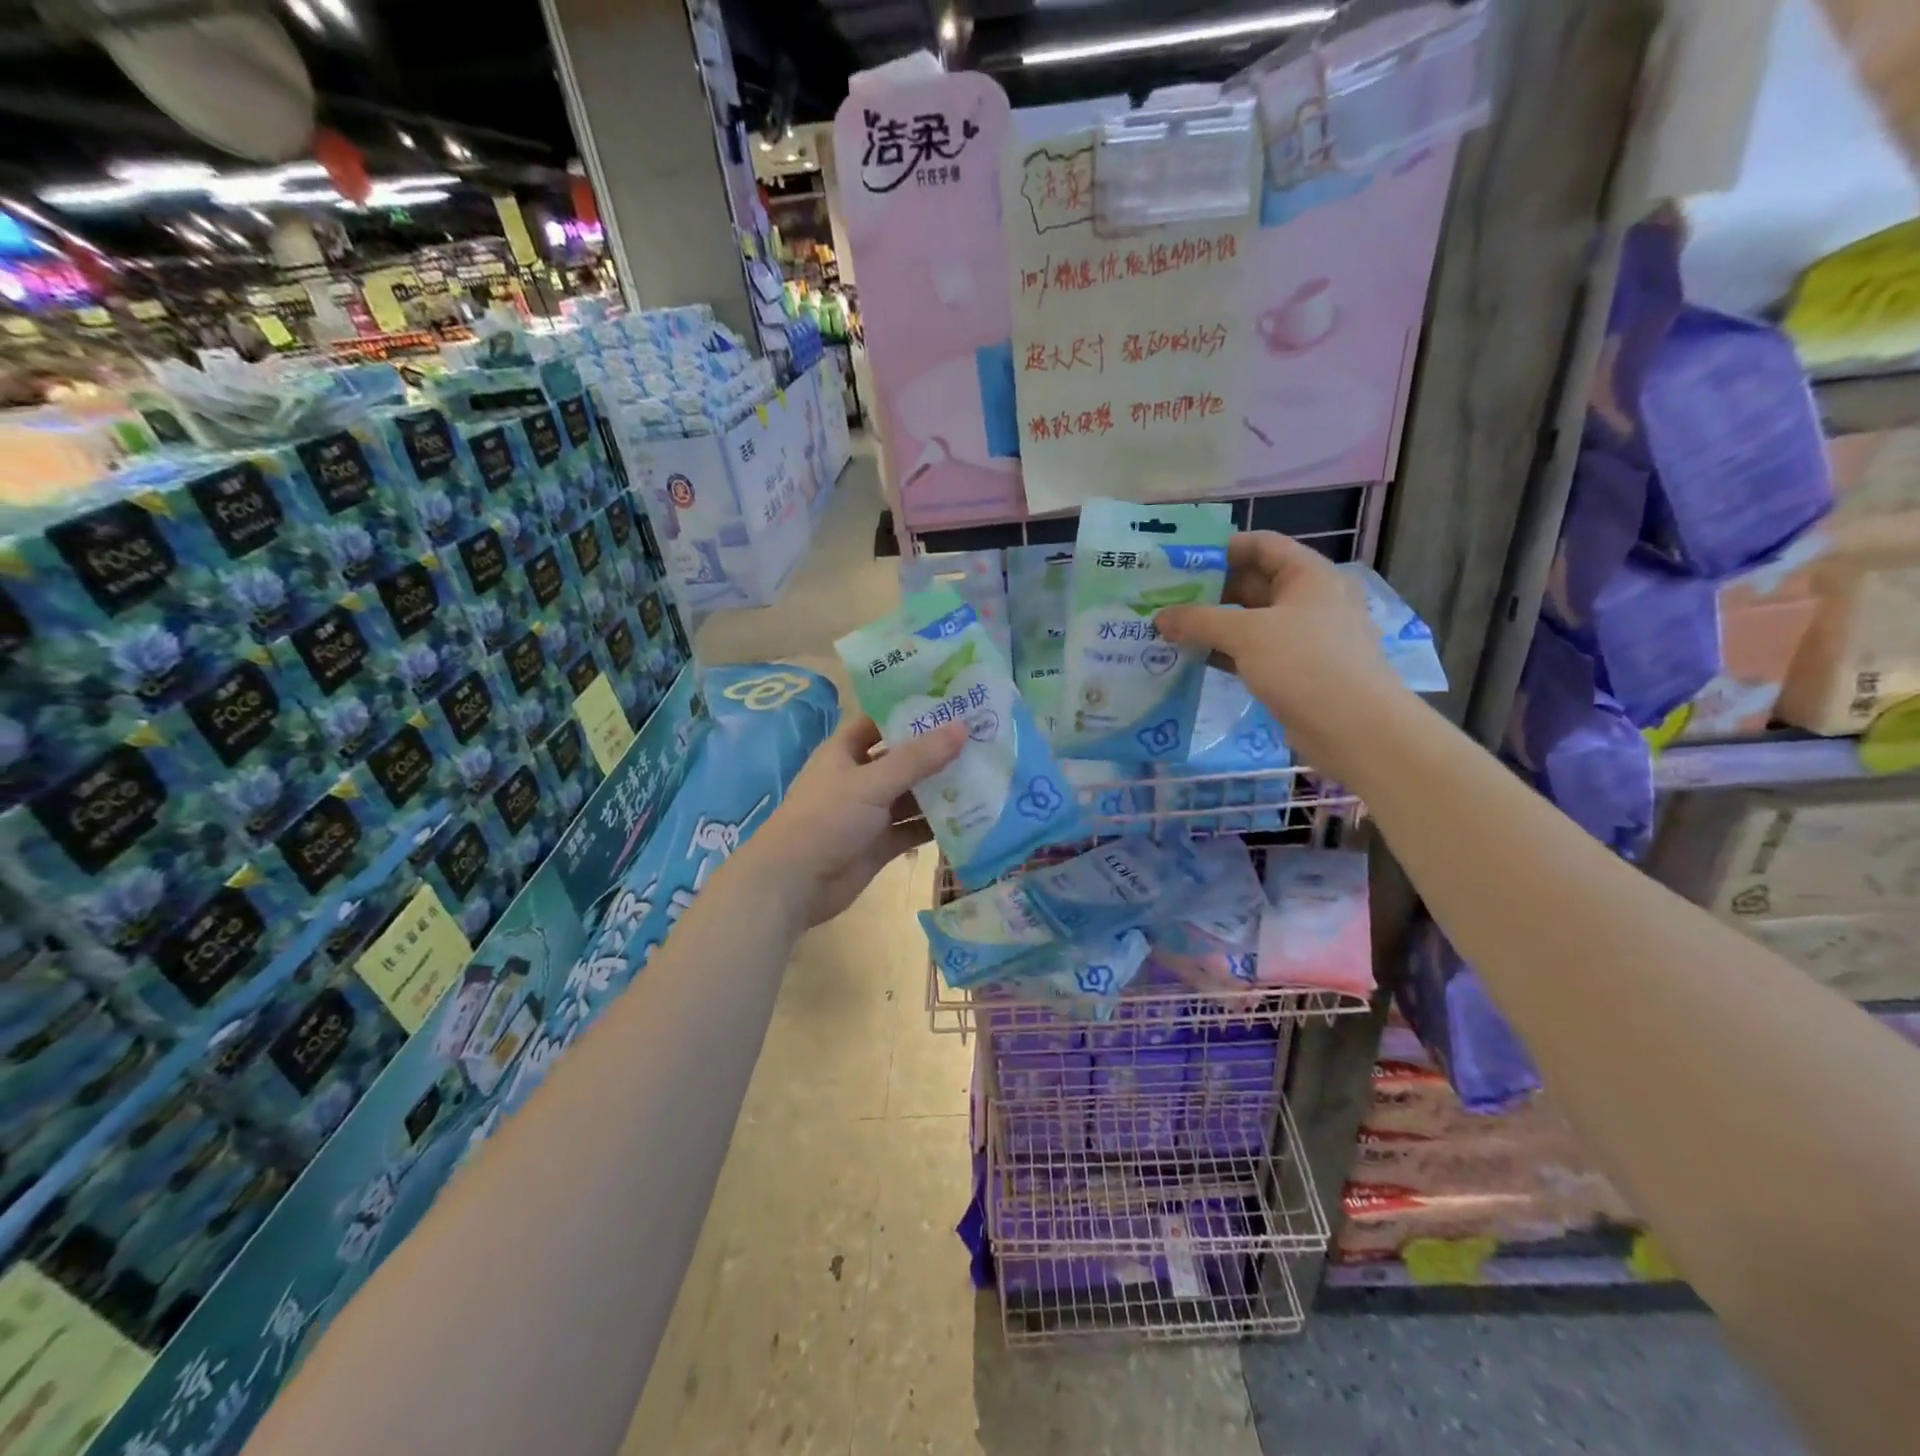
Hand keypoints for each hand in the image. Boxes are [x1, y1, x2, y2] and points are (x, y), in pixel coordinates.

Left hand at [747, 714, 967, 926]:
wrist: (794, 883)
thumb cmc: (827, 819)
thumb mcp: (872, 782)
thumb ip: (917, 758)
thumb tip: (961, 728)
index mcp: (846, 751)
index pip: (881, 721)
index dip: (912, 711)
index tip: (953, 702)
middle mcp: (859, 778)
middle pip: (903, 759)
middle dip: (937, 752)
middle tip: (982, 738)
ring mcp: (870, 812)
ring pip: (912, 796)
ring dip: (941, 790)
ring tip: (986, 775)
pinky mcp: (880, 843)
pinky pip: (913, 829)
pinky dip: (936, 825)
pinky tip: (971, 818)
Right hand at [1155, 531, 1408, 775]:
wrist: (1354, 729)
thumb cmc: (1306, 664)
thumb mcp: (1247, 634)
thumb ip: (1199, 621)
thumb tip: (1159, 617)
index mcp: (1309, 575)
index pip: (1261, 545)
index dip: (1221, 549)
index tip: (1180, 562)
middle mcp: (1308, 600)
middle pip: (1252, 583)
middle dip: (1208, 591)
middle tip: (1163, 599)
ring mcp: (1302, 637)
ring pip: (1248, 621)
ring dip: (1211, 624)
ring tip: (1167, 629)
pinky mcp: (1293, 670)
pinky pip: (1251, 651)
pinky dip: (1222, 652)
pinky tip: (1190, 658)